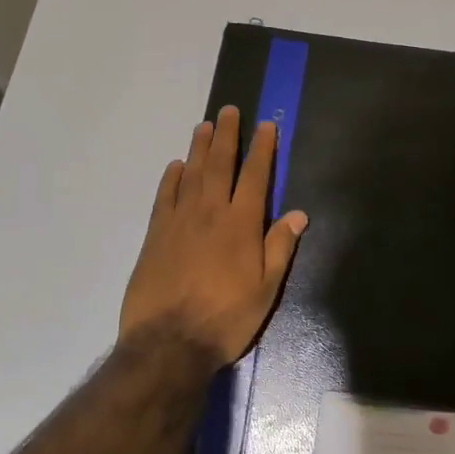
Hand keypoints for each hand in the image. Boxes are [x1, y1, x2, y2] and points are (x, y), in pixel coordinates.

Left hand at [120, 106, 308, 364]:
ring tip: (204, 126)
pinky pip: (165, 196)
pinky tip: (176, 166)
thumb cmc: (226, 318)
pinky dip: (171, 178)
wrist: (168, 343)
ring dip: (199, 148)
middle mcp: (211, 212)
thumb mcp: (266, 289)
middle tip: (228, 111)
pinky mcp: (156, 235)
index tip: (266, 126)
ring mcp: (179, 221)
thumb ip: (280, 247)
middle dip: (226, 135)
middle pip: (219, 164)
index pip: (256, 176)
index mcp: (241, 224)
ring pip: (191, 174)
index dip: (262, 149)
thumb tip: (299, 214)